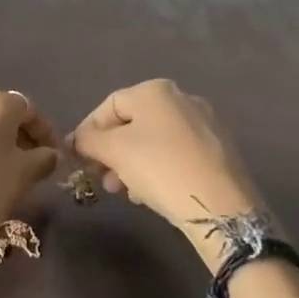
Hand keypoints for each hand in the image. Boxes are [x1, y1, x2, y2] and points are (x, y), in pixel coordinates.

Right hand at [68, 79, 264, 266]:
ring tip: (125, 191)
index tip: (79, 159)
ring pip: (154, 141)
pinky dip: (158, 169)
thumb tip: (76, 140)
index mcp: (155, 90)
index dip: (89, 131)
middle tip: (102, 179)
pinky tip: (151, 194)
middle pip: (133, 124)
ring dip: (132, 164)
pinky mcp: (219, 151)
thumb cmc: (160, 168)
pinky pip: (176, 154)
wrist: (223, 207)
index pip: (109, 106)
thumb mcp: (113, 152)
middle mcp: (182, 98)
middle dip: (112, 152)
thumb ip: (88, 140)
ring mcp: (205, 124)